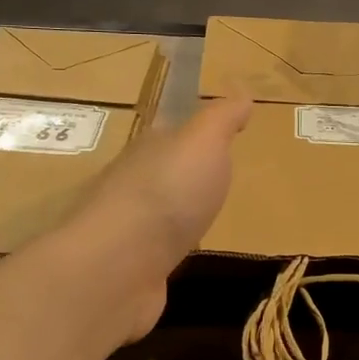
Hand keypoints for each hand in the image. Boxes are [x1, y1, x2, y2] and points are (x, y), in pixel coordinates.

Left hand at [63, 97, 251, 337]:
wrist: (118, 266)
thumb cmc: (167, 193)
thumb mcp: (203, 142)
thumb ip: (221, 118)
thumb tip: (240, 91)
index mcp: (149, 149)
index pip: (170, 133)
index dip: (193, 133)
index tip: (217, 137)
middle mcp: (133, 183)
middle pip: (161, 172)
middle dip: (184, 174)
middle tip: (217, 180)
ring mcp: (129, 229)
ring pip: (157, 213)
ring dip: (175, 214)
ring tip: (204, 219)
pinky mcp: (131, 268)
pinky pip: (155, 251)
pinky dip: (168, 249)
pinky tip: (184, 256)